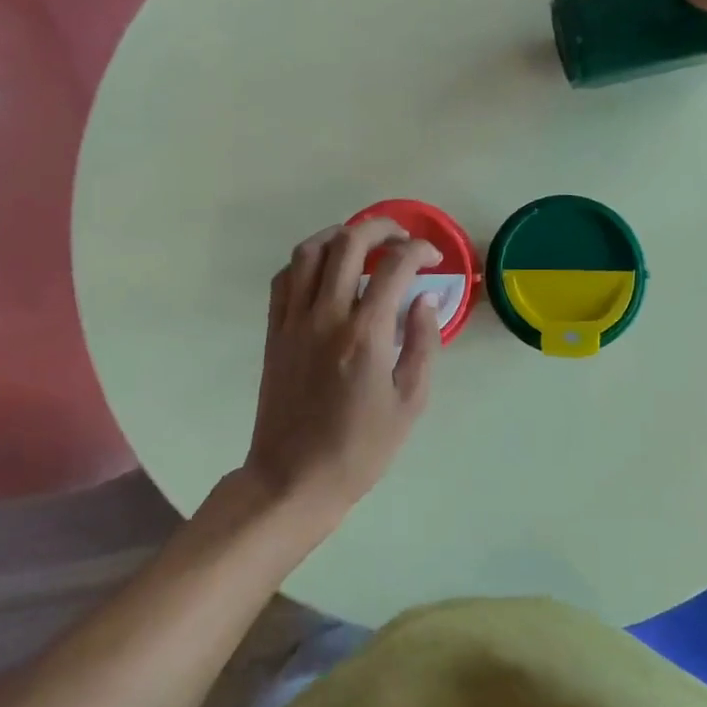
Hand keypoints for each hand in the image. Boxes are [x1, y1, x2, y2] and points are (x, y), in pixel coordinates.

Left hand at [242, 219, 442, 531]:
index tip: (433, 258)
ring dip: (339, 235)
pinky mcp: (274, 331)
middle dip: (381, 228)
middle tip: (401, 237)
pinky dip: (306, 260)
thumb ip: (422, 344)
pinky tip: (324, 269)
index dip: (419, 251)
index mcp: (365, 335)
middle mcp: (326, 316)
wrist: (294, 477)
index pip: (395, 268)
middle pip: (349, 244)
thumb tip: (425, 299)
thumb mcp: (409, 403)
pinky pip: (284, 278)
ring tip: (362, 242)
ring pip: (309, 252)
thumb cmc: (360, 448)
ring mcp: (293, 321)